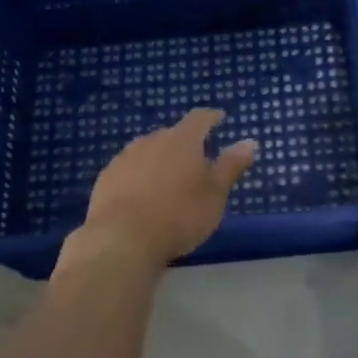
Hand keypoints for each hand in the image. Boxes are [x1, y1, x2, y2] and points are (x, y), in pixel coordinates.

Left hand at [79, 109, 257, 267]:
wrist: (122, 239)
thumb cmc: (179, 215)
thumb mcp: (215, 194)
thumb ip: (231, 166)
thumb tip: (250, 142)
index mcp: (182, 139)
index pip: (200, 118)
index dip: (212, 117)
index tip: (219, 119)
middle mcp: (152, 140)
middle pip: (173, 134)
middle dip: (185, 143)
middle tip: (196, 161)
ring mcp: (126, 157)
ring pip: (148, 150)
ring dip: (160, 159)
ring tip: (168, 180)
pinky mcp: (106, 177)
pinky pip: (129, 169)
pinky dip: (139, 176)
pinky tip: (141, 195)